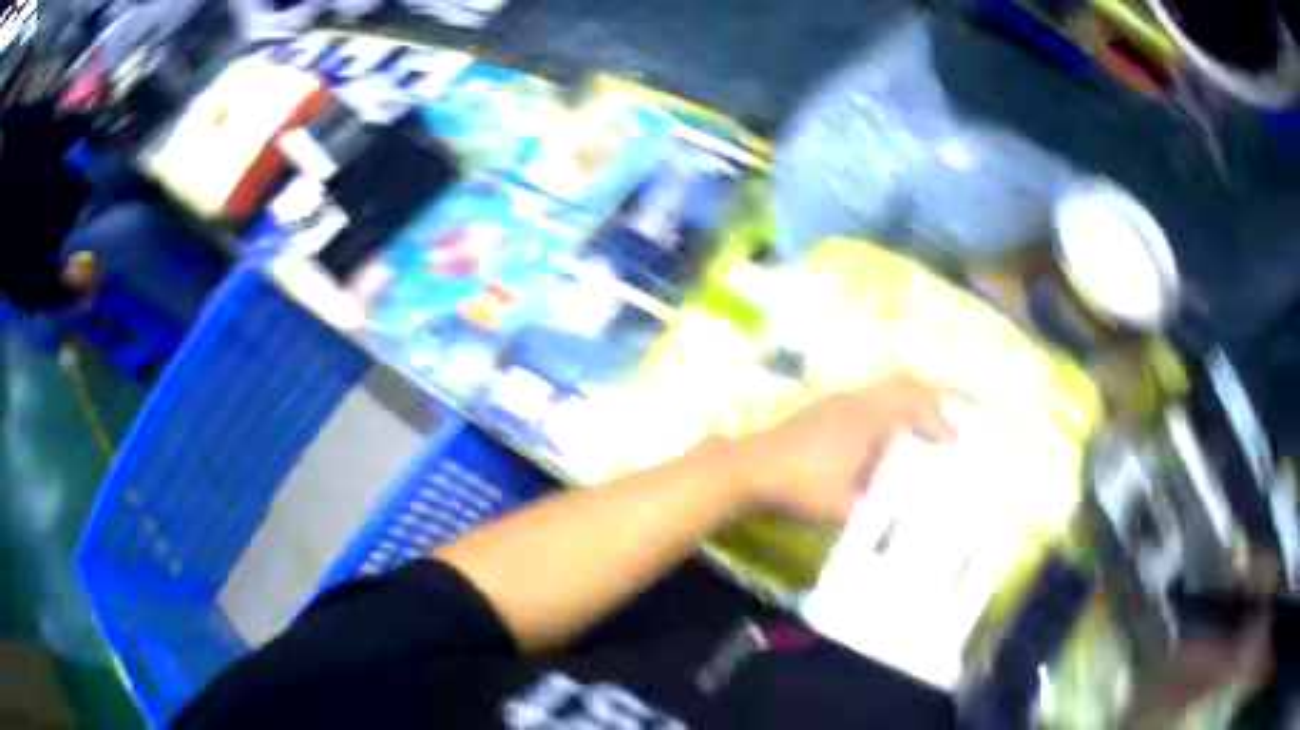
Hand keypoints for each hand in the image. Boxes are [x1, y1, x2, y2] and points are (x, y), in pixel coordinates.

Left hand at [731, 372, 966, 523]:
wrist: (748, 468)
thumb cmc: (797, 485)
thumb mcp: (840, 507)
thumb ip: (875, 519)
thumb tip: (903, 533)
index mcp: (867, 420)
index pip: (916, 408)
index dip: (941, 423)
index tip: (958, 443)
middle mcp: (857, 402)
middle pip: (907, 383)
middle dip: (938, 394)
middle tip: (967, 405)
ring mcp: (840, 402)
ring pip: (889, 387)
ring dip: (916, 399)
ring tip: (937, 417)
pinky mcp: (827, 409)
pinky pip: (874, 397)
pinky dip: (896, 405)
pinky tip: (896, 431)